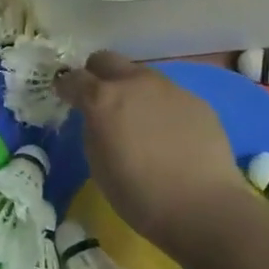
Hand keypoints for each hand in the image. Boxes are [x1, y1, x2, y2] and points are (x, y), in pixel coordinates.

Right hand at [55, 52, 252, 256]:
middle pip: (106, 59)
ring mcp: (169, 88)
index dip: (65, 87)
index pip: (73, 78)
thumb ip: (93, 129)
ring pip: (141, 75)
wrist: (204, 209)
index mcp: (103, 99)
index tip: (64, 97)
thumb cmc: (139, 195)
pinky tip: (169, 135)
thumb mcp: (98, 164)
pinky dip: (161, 107)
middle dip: (97, 74)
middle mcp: (135, 83)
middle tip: (99, 100)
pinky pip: (170, 95)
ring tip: (138, 120)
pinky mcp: (197, 101)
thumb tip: (97, 119)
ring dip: (132, 89)